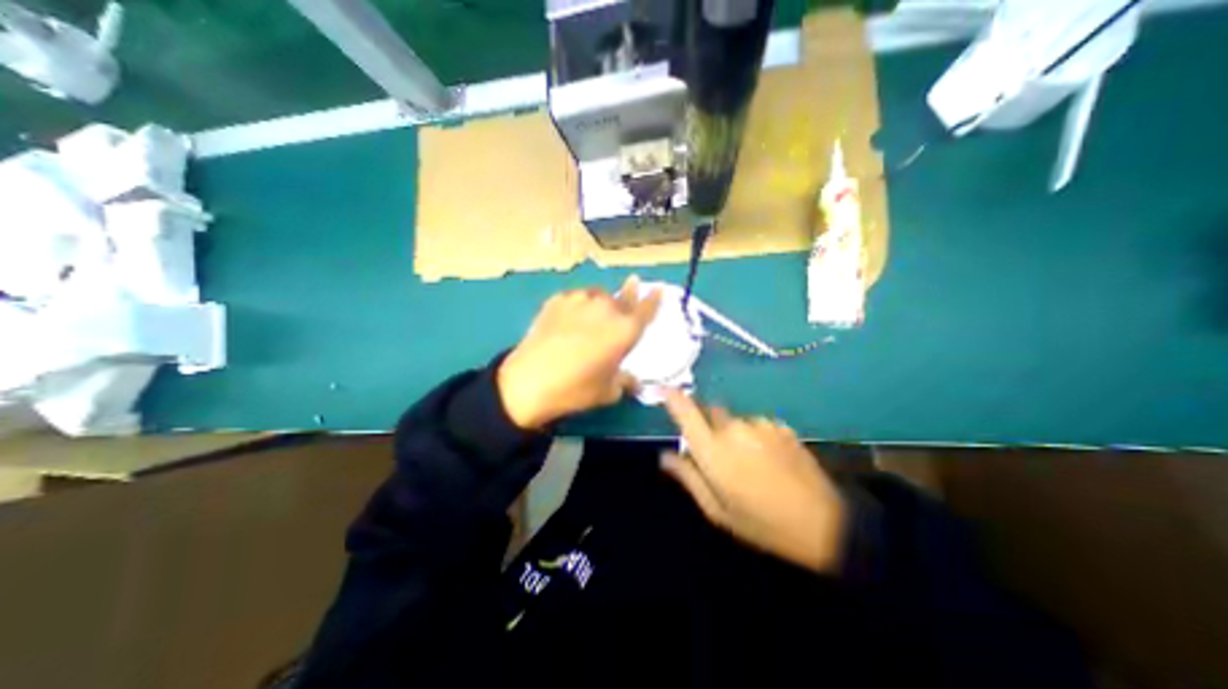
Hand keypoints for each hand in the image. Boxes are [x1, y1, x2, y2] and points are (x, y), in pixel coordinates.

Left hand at [497, 274, 661, 426]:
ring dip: (601, 304)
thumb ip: (625, 381)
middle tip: (625, 300)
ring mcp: (580, 300)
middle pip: (623, 298)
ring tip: (591, 318)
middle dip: (628, 297)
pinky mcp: (557, 299)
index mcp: (625, 330)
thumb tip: (633, 381)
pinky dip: (578, 306)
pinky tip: (569, 319)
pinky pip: (576, 298)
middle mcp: (606, 309)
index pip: (646, 308)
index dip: (654, 298)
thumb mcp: (608, 391)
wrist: (528, 382)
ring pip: (598, 296)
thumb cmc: (575, 390)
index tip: (658, 288)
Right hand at [663, 390, 846, 573]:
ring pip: (735, 420)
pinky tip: (770, 460)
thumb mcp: (718, 510)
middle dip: (709, 427)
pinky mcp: (780, 425)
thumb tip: (665, 456)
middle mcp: (734, 429)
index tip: (664, 389)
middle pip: (711, 413)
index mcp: (714, 451)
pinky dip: (756, 436)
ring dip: (735, 434)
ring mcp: (760, 424)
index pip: (686, 413)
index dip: (673, 397)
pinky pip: (757, 424)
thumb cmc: (762, 523)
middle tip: (721, 456)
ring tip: (751, 464)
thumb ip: (688, 477)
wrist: (825, 524)